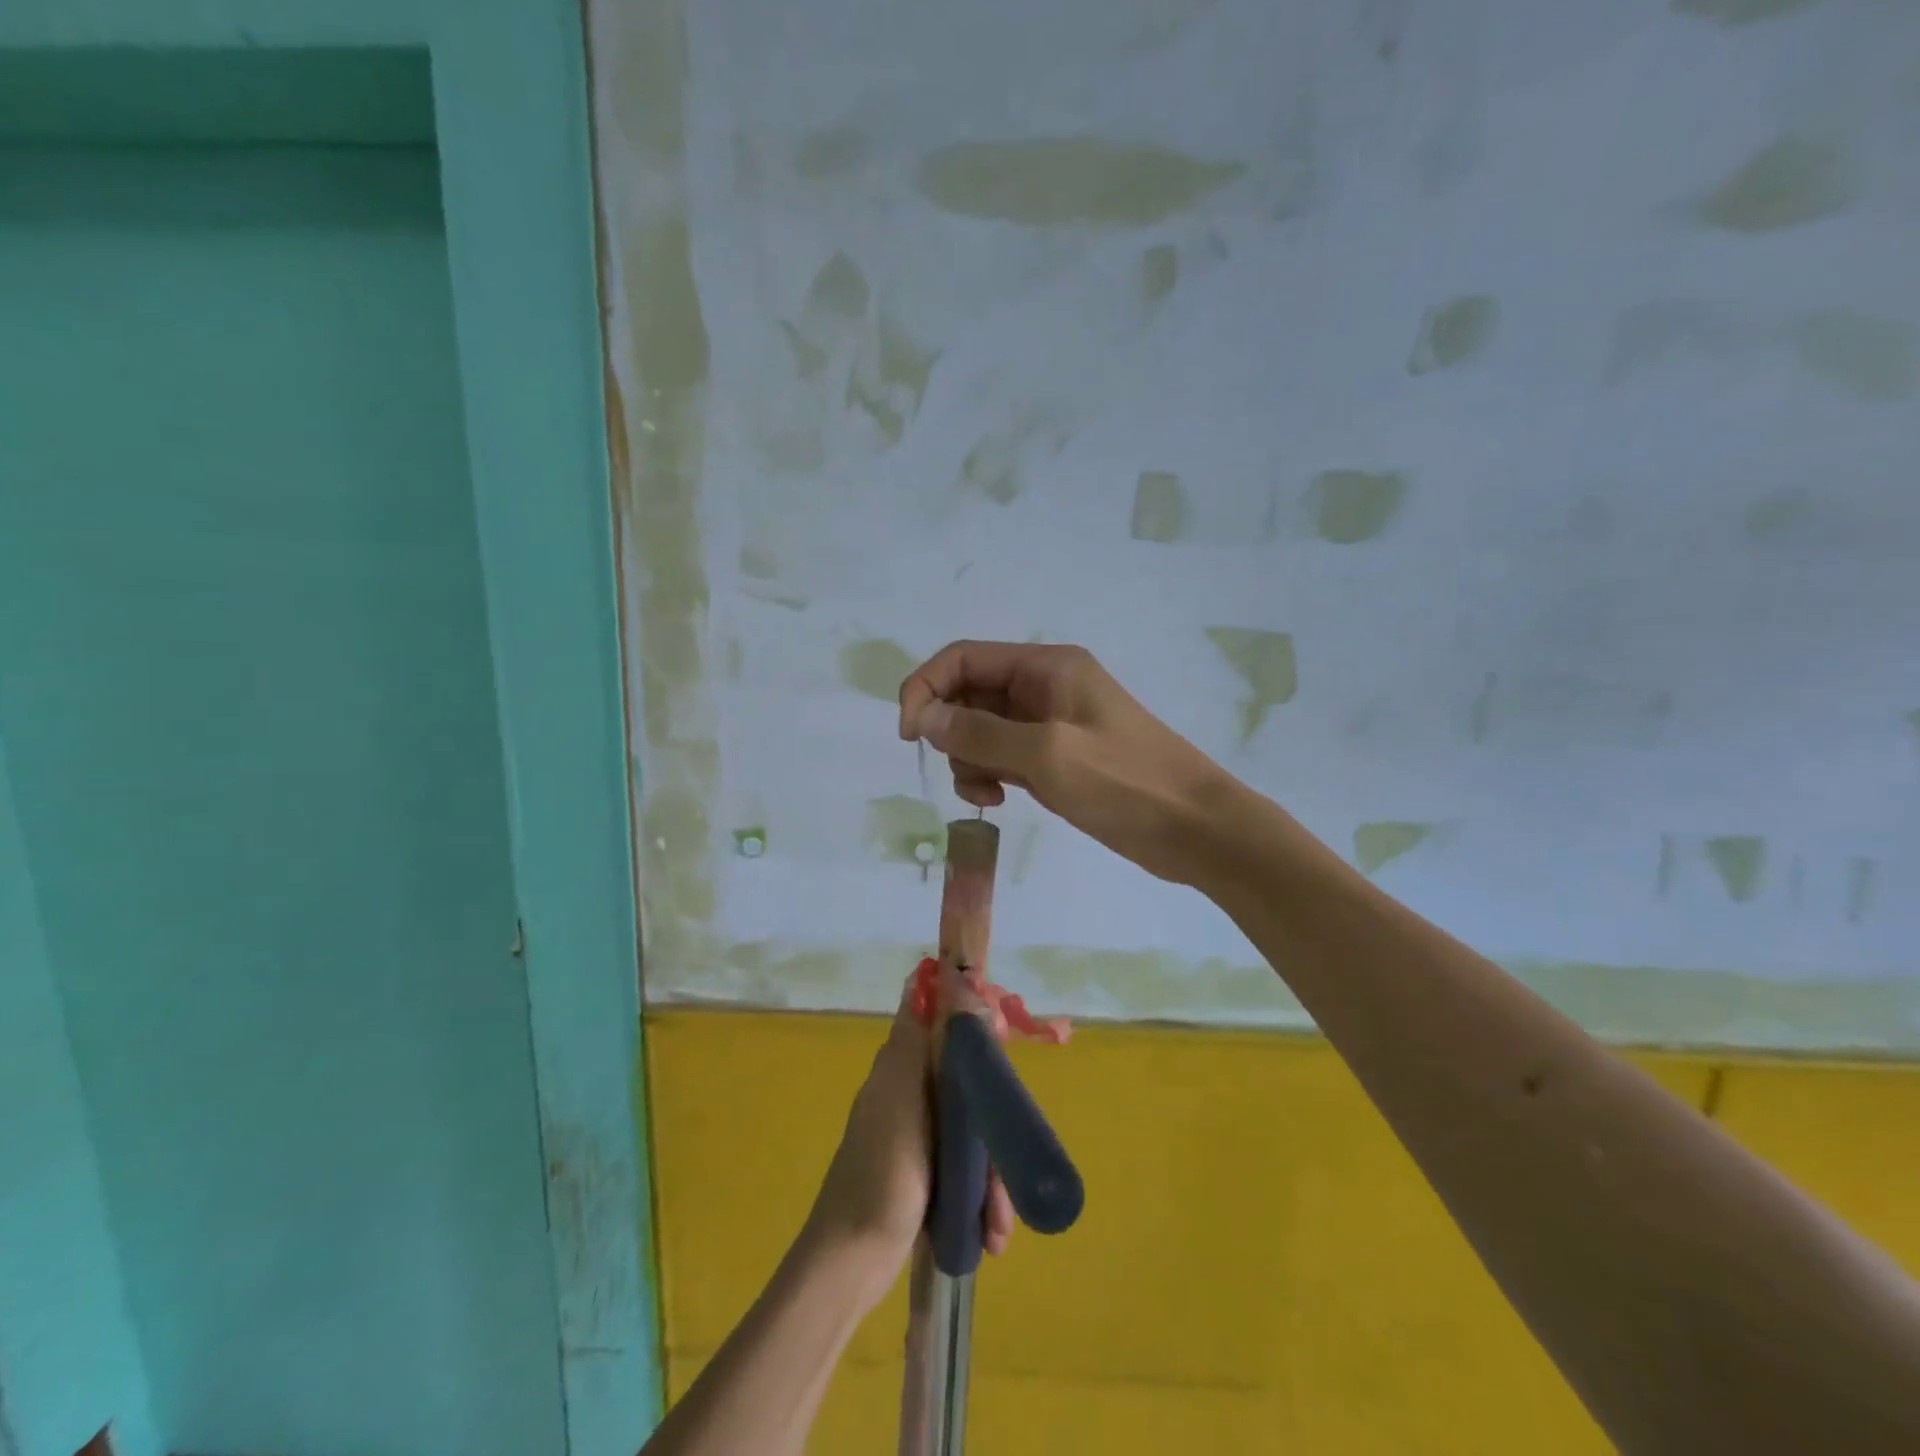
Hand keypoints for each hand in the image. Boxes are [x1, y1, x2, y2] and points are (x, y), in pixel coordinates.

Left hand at [805, 975, 1014, 1293]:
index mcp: (901, 1068)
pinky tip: (989, 1235)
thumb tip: (928, 978)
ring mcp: (918, 1138)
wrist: (851, 1262)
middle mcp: (910, 1095)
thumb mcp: (901, 1100)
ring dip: (991, 1178)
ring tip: (998, 1223)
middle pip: (968, 1086)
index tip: (1004, 1045)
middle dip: (994, 1128)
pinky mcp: (925, 1177)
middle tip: (1010, 1165)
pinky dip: (979, 1200)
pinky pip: (964, 1173)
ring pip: (971, 1135)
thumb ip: (918, 1044)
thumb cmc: (881, 1174)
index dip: (972, 1027)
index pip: (940, 1025)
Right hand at [898, 641, 1232, 884]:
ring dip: (968, 758)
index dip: (926, 688)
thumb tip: (922, 716)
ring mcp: (1049, 724)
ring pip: (981, 728)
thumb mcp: (1047, 754)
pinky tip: (1000, 800)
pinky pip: (1002, 755)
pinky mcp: (1054, 757)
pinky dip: (989, 774)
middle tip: (963, 769)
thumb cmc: (1126, 782)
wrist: (1195, 828)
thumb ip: (980, 733)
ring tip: (987, 794)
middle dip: (950, 730)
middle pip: (968, 693)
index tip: (909, 736)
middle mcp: (1043, 686)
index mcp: (1045, 667)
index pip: (963, 658)